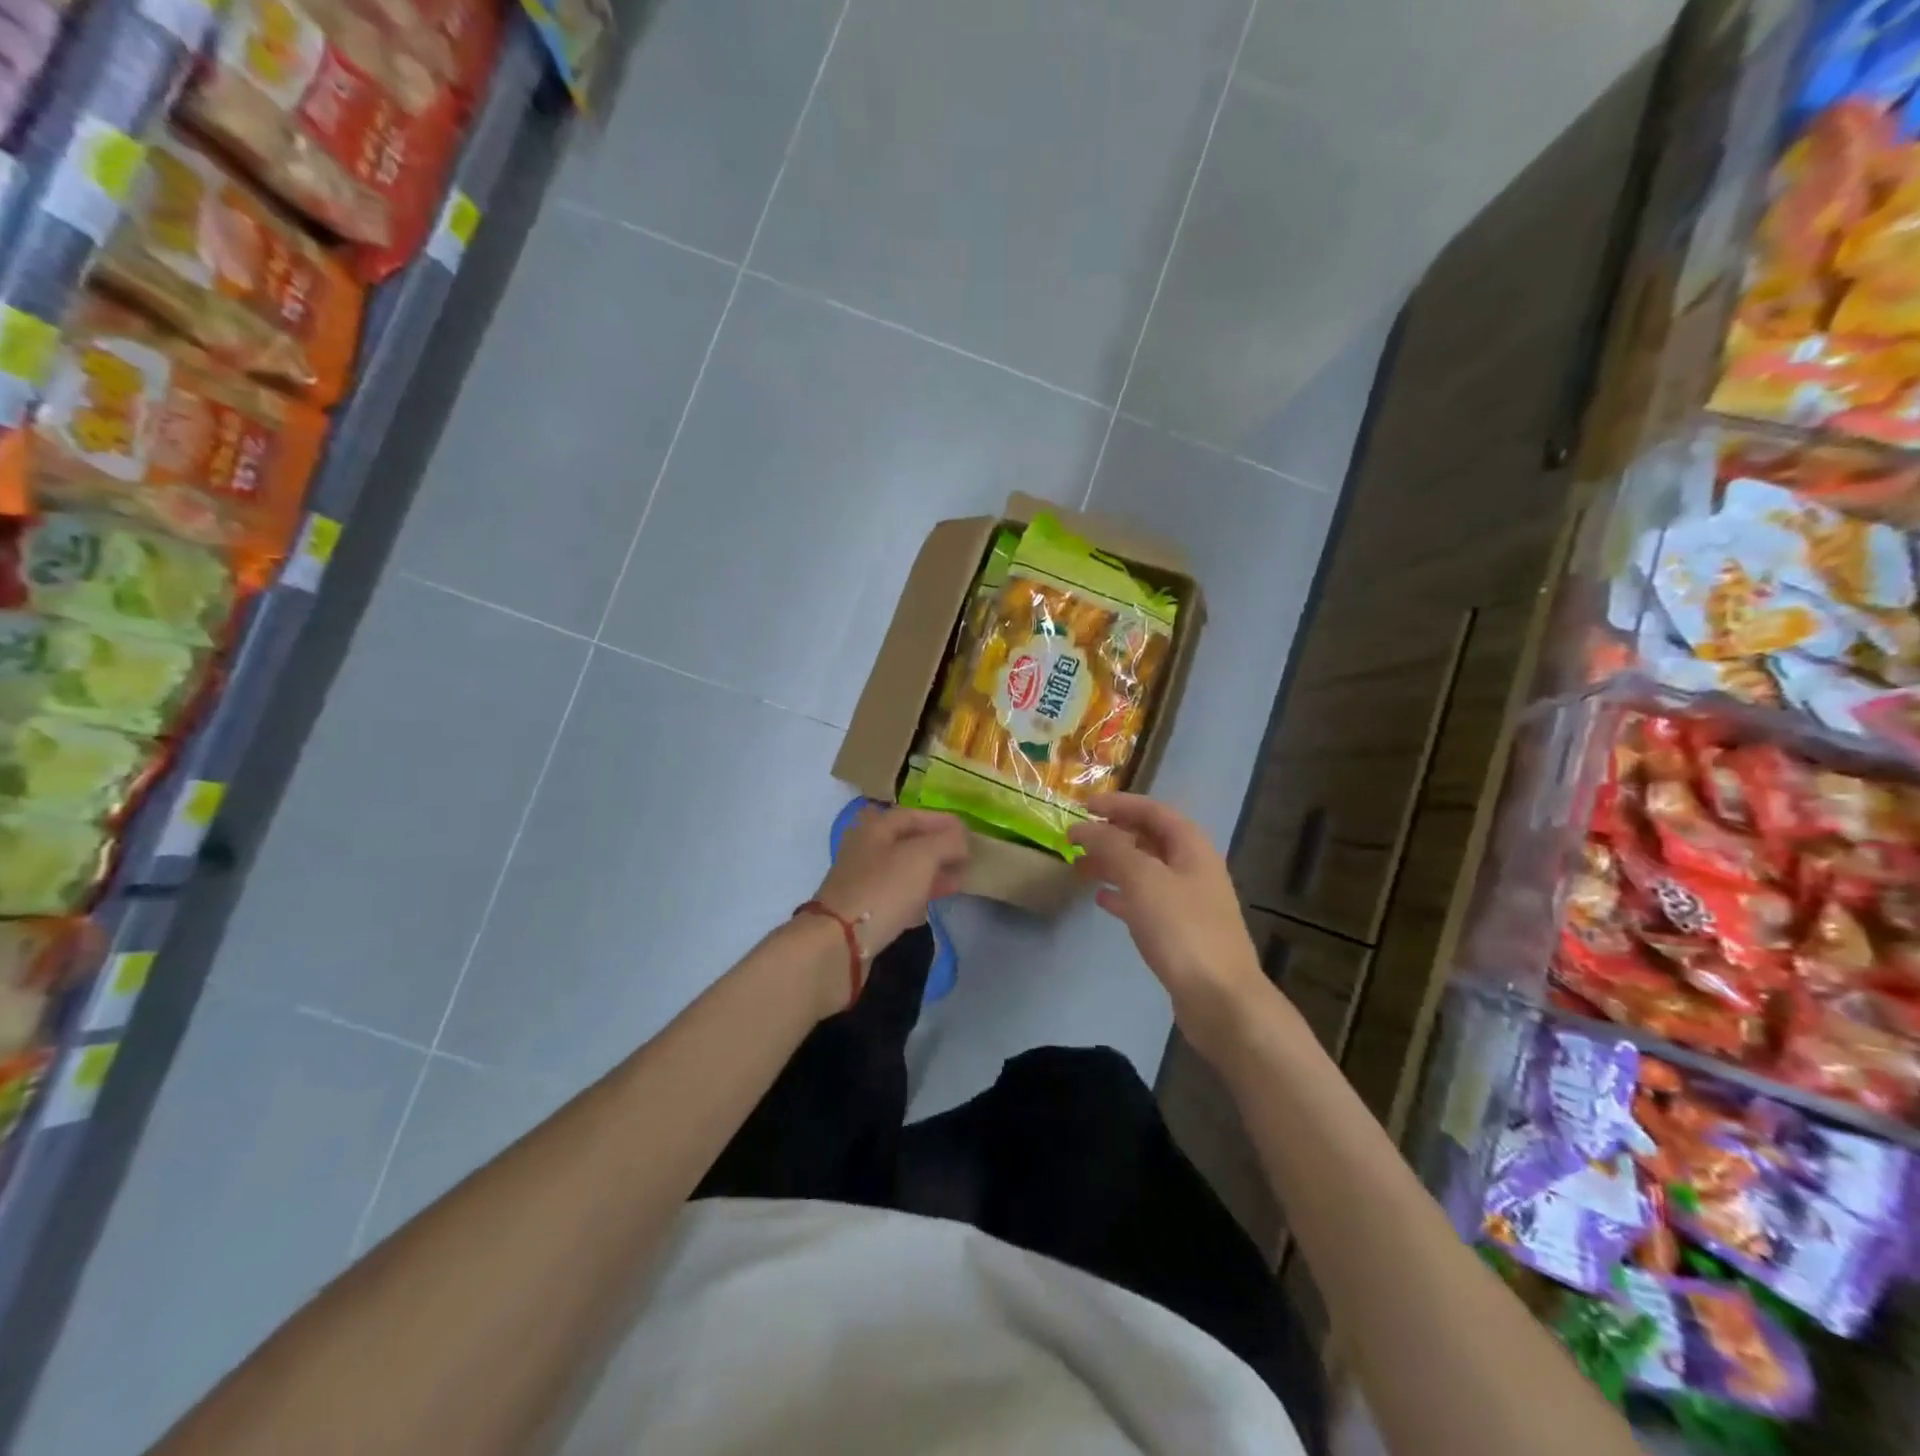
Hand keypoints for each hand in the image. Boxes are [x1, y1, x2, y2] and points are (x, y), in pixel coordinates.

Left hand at [812, 805, 969, 959]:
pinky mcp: (862, 907)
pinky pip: (895, 893)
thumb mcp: (922, 857)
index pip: (914, 815)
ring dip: (930, 872)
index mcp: (875, 827)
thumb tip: (960, 839)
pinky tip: (931, 903)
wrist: (841, 941)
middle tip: (965, 859)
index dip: (942, 821)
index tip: (969, 834)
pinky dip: (916, 894)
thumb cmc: (883, 889)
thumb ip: (947, 841)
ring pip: (902, 869)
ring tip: (956, 882)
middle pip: (907, 841)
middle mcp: (865, 847)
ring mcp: (861, 879)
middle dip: (938, 849)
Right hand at [1070, 793, 1271, 1065]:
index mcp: (1192, 847)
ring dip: (1112, 864)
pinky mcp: (1180, 932)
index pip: (1153, 811)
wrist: (1221, 999)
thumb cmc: (1182, 930)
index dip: (1119, 804)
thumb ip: (1112, 847)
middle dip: (1112, 835)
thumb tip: (1084, 828)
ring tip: (1079, 868)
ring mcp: (1188, 902)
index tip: (1084, 807)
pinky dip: (1122, 895)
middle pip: (1149, 839)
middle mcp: (1193, 868)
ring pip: (1144, 871)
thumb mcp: (1143, 879)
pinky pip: (1146, 901)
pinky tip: (1100, 901)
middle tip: (1076, 840)